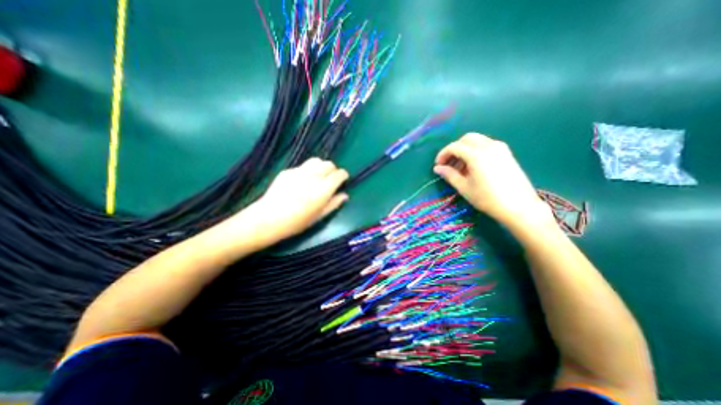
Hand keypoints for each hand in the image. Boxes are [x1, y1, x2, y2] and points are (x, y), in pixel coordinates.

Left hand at [239, 158, 348, 242]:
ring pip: (316, 161)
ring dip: (321, 167)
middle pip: (329, 164)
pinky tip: (301, 182)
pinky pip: (302, 166)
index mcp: (323, 188)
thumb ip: (334, 204)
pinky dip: (307, 171)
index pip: (339, 174)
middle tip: (330, 180)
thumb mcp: (319, 216)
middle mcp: (313, 176)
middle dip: (333, 170)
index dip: (343, 176)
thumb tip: (345, 195)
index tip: (343, 180)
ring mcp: (299, 171)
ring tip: (318, 177)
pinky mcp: (287, 171)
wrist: (268, 219)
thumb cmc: (297, 222)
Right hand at [433, 132, 555, 229]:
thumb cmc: (488, 198)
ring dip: (465, 150)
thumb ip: (449, 175)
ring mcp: (500, 148)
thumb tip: (437, 168)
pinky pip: (486, 145)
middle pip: (466, 139)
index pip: (455, 147)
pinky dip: (475, 151)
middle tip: (449, 164)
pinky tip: (473, 166)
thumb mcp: (464, 188)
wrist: (519, 206)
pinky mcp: (506, 153)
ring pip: (477, 141)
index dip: (443, 154)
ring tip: (460, 168)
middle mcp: (489, 146)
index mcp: (477, 155)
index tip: (438, 165)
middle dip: (454, 149)